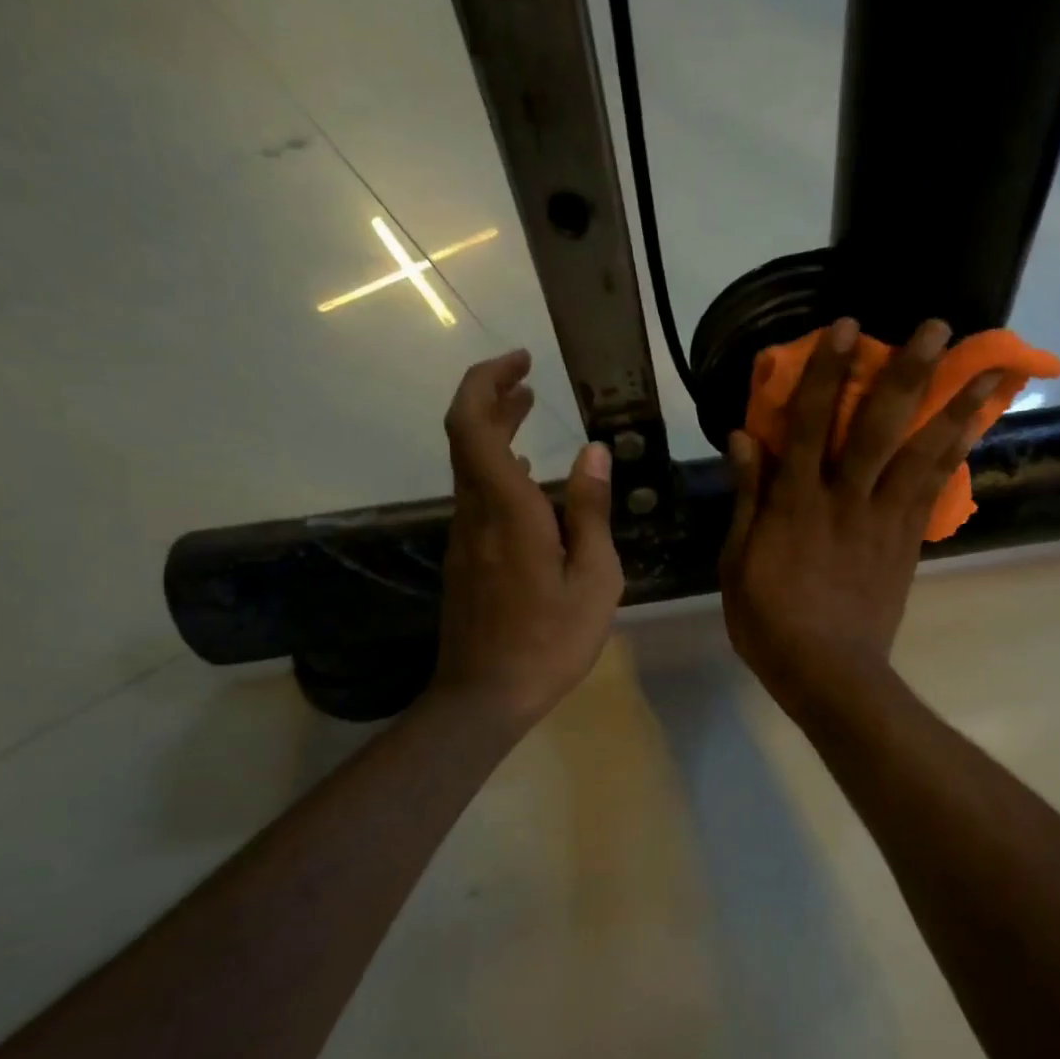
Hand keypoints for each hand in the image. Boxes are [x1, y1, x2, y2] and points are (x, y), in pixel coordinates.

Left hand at [431, 350, 622, 730]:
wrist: (485, 696)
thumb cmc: (550, 641)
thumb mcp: (592, 578)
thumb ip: (590, 512)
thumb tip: (594, 453)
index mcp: (506, 510)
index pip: (472, 424)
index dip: (487, 383)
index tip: (521, 362)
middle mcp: (475, 514)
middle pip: (466, 437)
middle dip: (491, 398)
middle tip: (528, 380)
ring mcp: (464, 538)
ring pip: (469, 467)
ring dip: (495, 433)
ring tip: (531, 415)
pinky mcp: (465, 561)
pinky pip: (476, 497)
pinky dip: (497, 470)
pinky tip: (527, 481)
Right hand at [719, 317, 1006, 717]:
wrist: (829, 673)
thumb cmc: (770, 621)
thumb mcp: (738, 563)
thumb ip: (747, 498)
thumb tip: (744, 437)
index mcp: (796, 503)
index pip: (810, 424)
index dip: (825, 373)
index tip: (845, 327)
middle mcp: (846, 500)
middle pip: (879, 427)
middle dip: (907, 373)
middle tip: (937, 326)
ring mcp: (883, 521)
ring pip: (921, 455)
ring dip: (955, 408)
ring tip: (991, 370)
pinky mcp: (907, 544)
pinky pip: (933, 492)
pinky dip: (955, 457)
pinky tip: (974, 429)